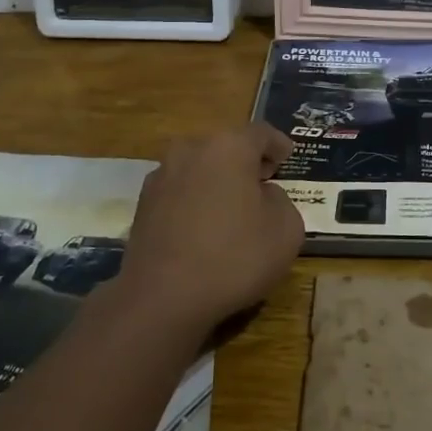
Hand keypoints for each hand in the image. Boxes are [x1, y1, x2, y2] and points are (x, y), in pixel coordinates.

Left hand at [118, 124, 305, 336]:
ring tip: (233, 205)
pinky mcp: (143, 203)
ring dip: (218, 179)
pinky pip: (180, 190)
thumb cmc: (234, 257)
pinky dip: (196, 198)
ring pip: (200, 167)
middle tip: (264, 180)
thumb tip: (263, 195)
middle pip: (226, 146)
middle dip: (246, 160)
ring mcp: (162, 175)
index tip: (288, 157)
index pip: (261, 133)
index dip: (278, 145)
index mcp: (229, 146)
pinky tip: (204, 225)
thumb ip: (281, 200)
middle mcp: (191, 149)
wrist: (162, 297)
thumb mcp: (286, 230)